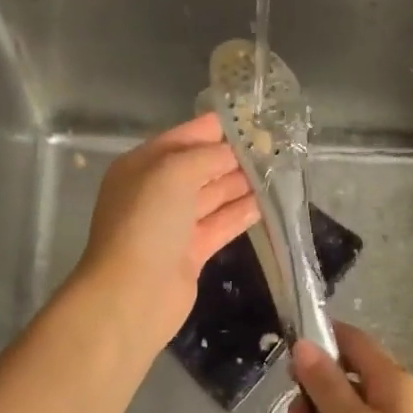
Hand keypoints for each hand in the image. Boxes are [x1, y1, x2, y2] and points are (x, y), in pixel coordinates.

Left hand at [75, 114, 260, 344]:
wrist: (133, 293)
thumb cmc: (148, 221)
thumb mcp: (174, 173)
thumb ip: (207, 156)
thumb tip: (234, 152)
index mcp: (143, 166)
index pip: (183, 138)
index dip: (215, 128)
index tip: (253, 119)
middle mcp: (156, 192)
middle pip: (200, 167)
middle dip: (234, 156)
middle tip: (276, 147)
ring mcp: (173, 224)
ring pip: (213, 196)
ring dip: (242, 184)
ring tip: (279, 171)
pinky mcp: (190, 253)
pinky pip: (220, 225)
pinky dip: (242, 214)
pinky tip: (269, 204)